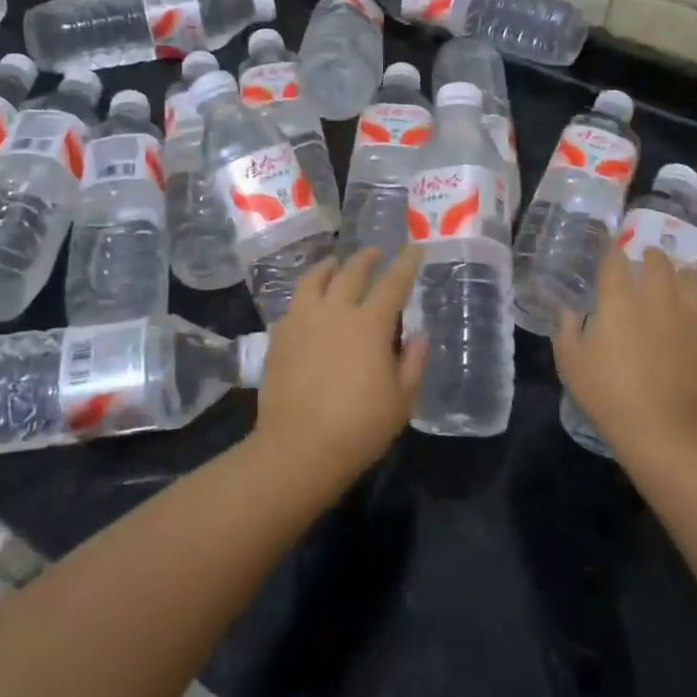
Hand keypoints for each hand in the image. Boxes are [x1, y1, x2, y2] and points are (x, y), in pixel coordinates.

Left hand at [253, 247, 425, 482]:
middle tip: (375, 252)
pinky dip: (306, 296)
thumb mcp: (402, 400)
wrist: (298, 448)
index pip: (393, 283)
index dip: (406, 263)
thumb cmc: (359, 427)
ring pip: (314, 280)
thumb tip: (418, 335)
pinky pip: (293, 304)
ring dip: (329, 267)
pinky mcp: (278, 337)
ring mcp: (302, 321)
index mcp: (369, 324)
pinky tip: (308, 303)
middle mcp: (335, 312)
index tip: (414, 247)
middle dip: (366, 258)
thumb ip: (412, 362)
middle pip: (351, 272)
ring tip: (335, 264)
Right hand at [553, 245, 696, 463]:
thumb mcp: (570, 362)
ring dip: (685, 273)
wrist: (661, 432)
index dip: (612, 251)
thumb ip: (566, 329)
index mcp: (618, 301)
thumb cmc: (607, 395)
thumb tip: (567, 309)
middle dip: (651, 256)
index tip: (611, 249)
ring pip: (693, 281)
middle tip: (647, 259)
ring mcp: (692, 320)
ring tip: (680, 274)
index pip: (615, 261)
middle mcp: (657, 300)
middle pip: (659, 263)